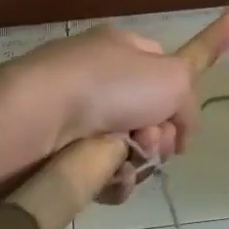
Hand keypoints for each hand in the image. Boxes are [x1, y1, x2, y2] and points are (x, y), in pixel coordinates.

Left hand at [0, 26, 200, 203]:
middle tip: (151, 142)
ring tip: (128, 162)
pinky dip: (112, 180)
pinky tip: (111, 179)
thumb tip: (180, 128)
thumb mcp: (174, 77)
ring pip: (126, 150)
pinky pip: (100, 173)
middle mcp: (97, 78)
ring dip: (138, 162)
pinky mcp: (58, 151)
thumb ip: (189, 99)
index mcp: (120, 48)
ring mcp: (75, 115)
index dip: (178, 99)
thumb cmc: (110, 85)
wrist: (39, 116)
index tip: (181, 128)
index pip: (161, 69)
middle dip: (159, 136)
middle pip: (147, 117)